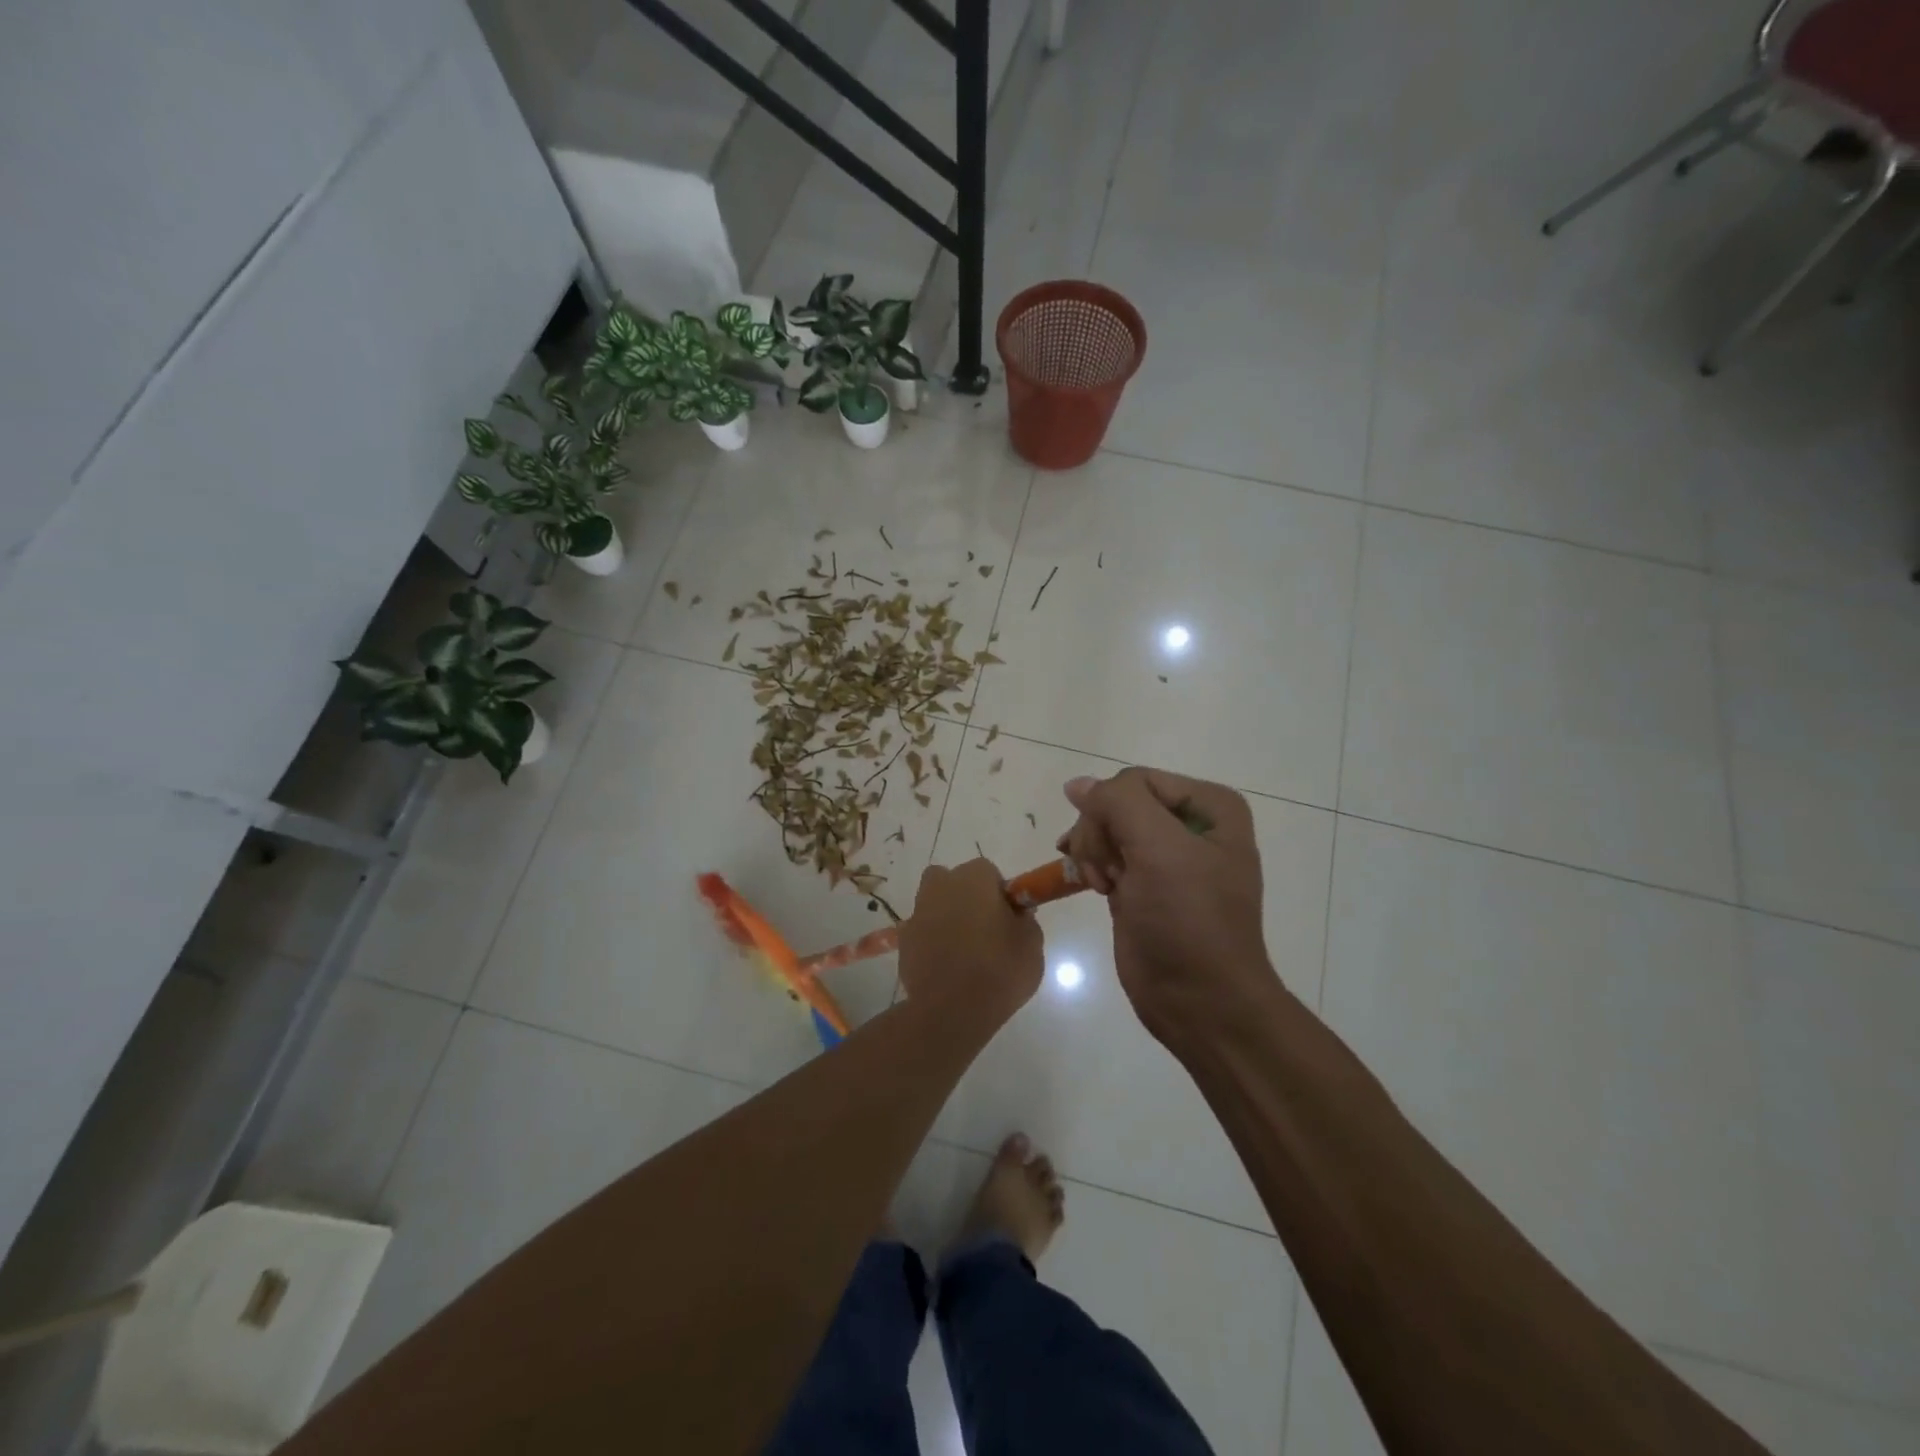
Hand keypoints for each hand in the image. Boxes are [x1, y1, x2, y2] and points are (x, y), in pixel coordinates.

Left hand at [898, 858, 1043, 1023]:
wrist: (952, 1009)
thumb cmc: (1000, 969)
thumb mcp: (1032, 944)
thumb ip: (1025, 920)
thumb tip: (1016, 914)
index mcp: (975, 878)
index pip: (989, 873)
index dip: (998, 894)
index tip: (1007, 919)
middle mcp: (941, 885)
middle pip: (954, 882)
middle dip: (966, 899)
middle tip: (984, 931)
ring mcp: (918, 912)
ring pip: (935, 905)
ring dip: (946, 918)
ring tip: (963, 952)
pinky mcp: (903, 940)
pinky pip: (922, 932)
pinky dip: (931, 942)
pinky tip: (944, 968)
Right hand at [1056, 768, 1276, 1041]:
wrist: (1199, 1001)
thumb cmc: (1188, 920)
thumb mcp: (1159, 849)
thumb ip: (1117, 802)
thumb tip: (1077, 785)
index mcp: (1210, 806)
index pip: (1135, 780)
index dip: (1112, 811)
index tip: (1114, 854)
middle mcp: (1190, 825)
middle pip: (1117, 802)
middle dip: (1100, 835)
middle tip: (1106, 874)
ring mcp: (1165, 856)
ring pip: (1103, 828)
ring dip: (1092, 852)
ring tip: (1103, 885)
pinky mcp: (1142, 884)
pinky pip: (1103, 855)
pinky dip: (1090, 866)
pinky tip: (1092, 886)